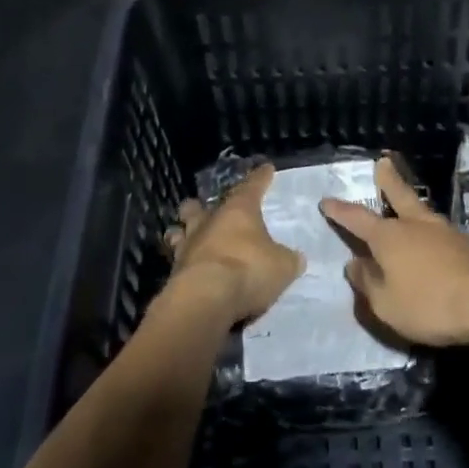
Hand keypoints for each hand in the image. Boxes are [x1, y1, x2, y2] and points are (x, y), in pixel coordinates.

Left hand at [164, 165, 303, 323]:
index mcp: (238, 210)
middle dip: (202, 206)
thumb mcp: (282, 266)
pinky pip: (177, 259)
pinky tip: (189, 268)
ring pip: (179, 230)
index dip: (260, 177)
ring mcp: (187, 245)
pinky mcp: (174, 270)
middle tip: (210, 211)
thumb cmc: (248, 270)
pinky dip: (183, 262)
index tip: (266, 168)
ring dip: (184, 232)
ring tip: (190, 237)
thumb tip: (294, 258)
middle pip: (199, 205)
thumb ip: (287, 259)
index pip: (252, 186)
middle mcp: (209, 221)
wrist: (206, 299)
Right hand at [319, 155, 468, 346]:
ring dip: (410, 204)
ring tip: (406, 204)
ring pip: (421, 211)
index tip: (326, 200)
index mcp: (389, 237)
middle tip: (383, 161)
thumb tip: (354, 263)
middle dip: (387, 180)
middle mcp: (415, 225)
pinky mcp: (467, 245)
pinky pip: (439, 232)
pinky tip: (432, 240)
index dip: (340, 211)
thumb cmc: (429, 304)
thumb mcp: (386, 304)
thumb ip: (368, 283)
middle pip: (398, 195)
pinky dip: (429, 231)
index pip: (357, 219)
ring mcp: (445, 231)